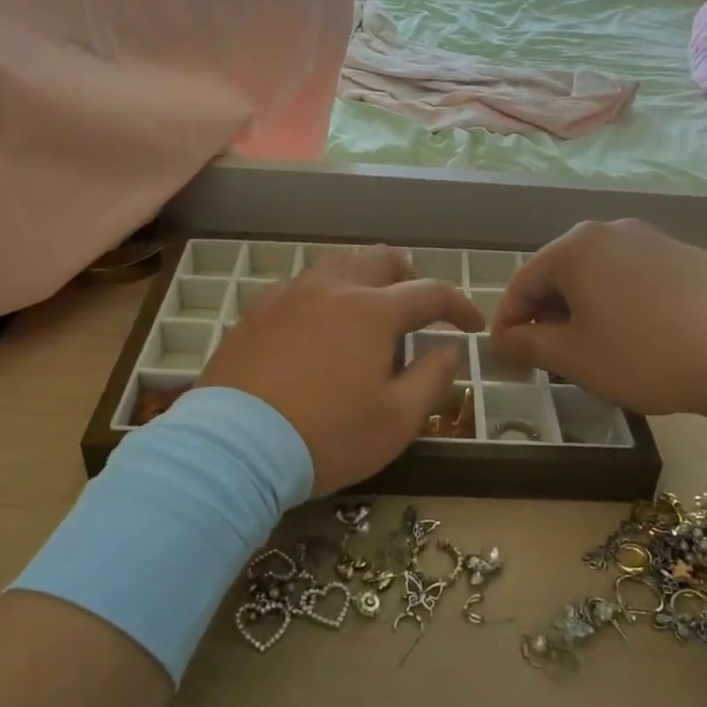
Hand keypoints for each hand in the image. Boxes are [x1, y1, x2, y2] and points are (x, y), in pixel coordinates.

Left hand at [199, 246, 483, 495]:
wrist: (235, 446)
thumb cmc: (327, 436)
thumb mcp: (397, 420)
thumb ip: (432, 378)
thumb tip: (448, 348)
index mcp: (373, 311)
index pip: (430, 293)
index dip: (459, 306)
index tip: (471, 326)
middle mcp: (332, 288)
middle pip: (380, 260)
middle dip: (409, 275)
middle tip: (418, 302)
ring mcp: (288, 295)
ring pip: (336, 264)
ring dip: (363, 275)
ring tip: (369, 302)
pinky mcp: (256, 312)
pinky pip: (299, 285)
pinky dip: (322, 292)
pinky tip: (317, 318)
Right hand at [490, 220, 706, 418]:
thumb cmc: (643, 354)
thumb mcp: (574, 357)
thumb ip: (527, 345)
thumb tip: (500, 342)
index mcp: (575, 247)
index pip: (523, 282)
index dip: (508, 321)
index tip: (505, 355)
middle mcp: (610, 231)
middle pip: (561, 272)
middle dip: (546, 313)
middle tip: (547, 354)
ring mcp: (653, 239)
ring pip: (599, 273)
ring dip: (583, 307)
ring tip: (591, 347)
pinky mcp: (686, 256)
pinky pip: (634, 276)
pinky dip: (620, 302)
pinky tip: (636, 335)